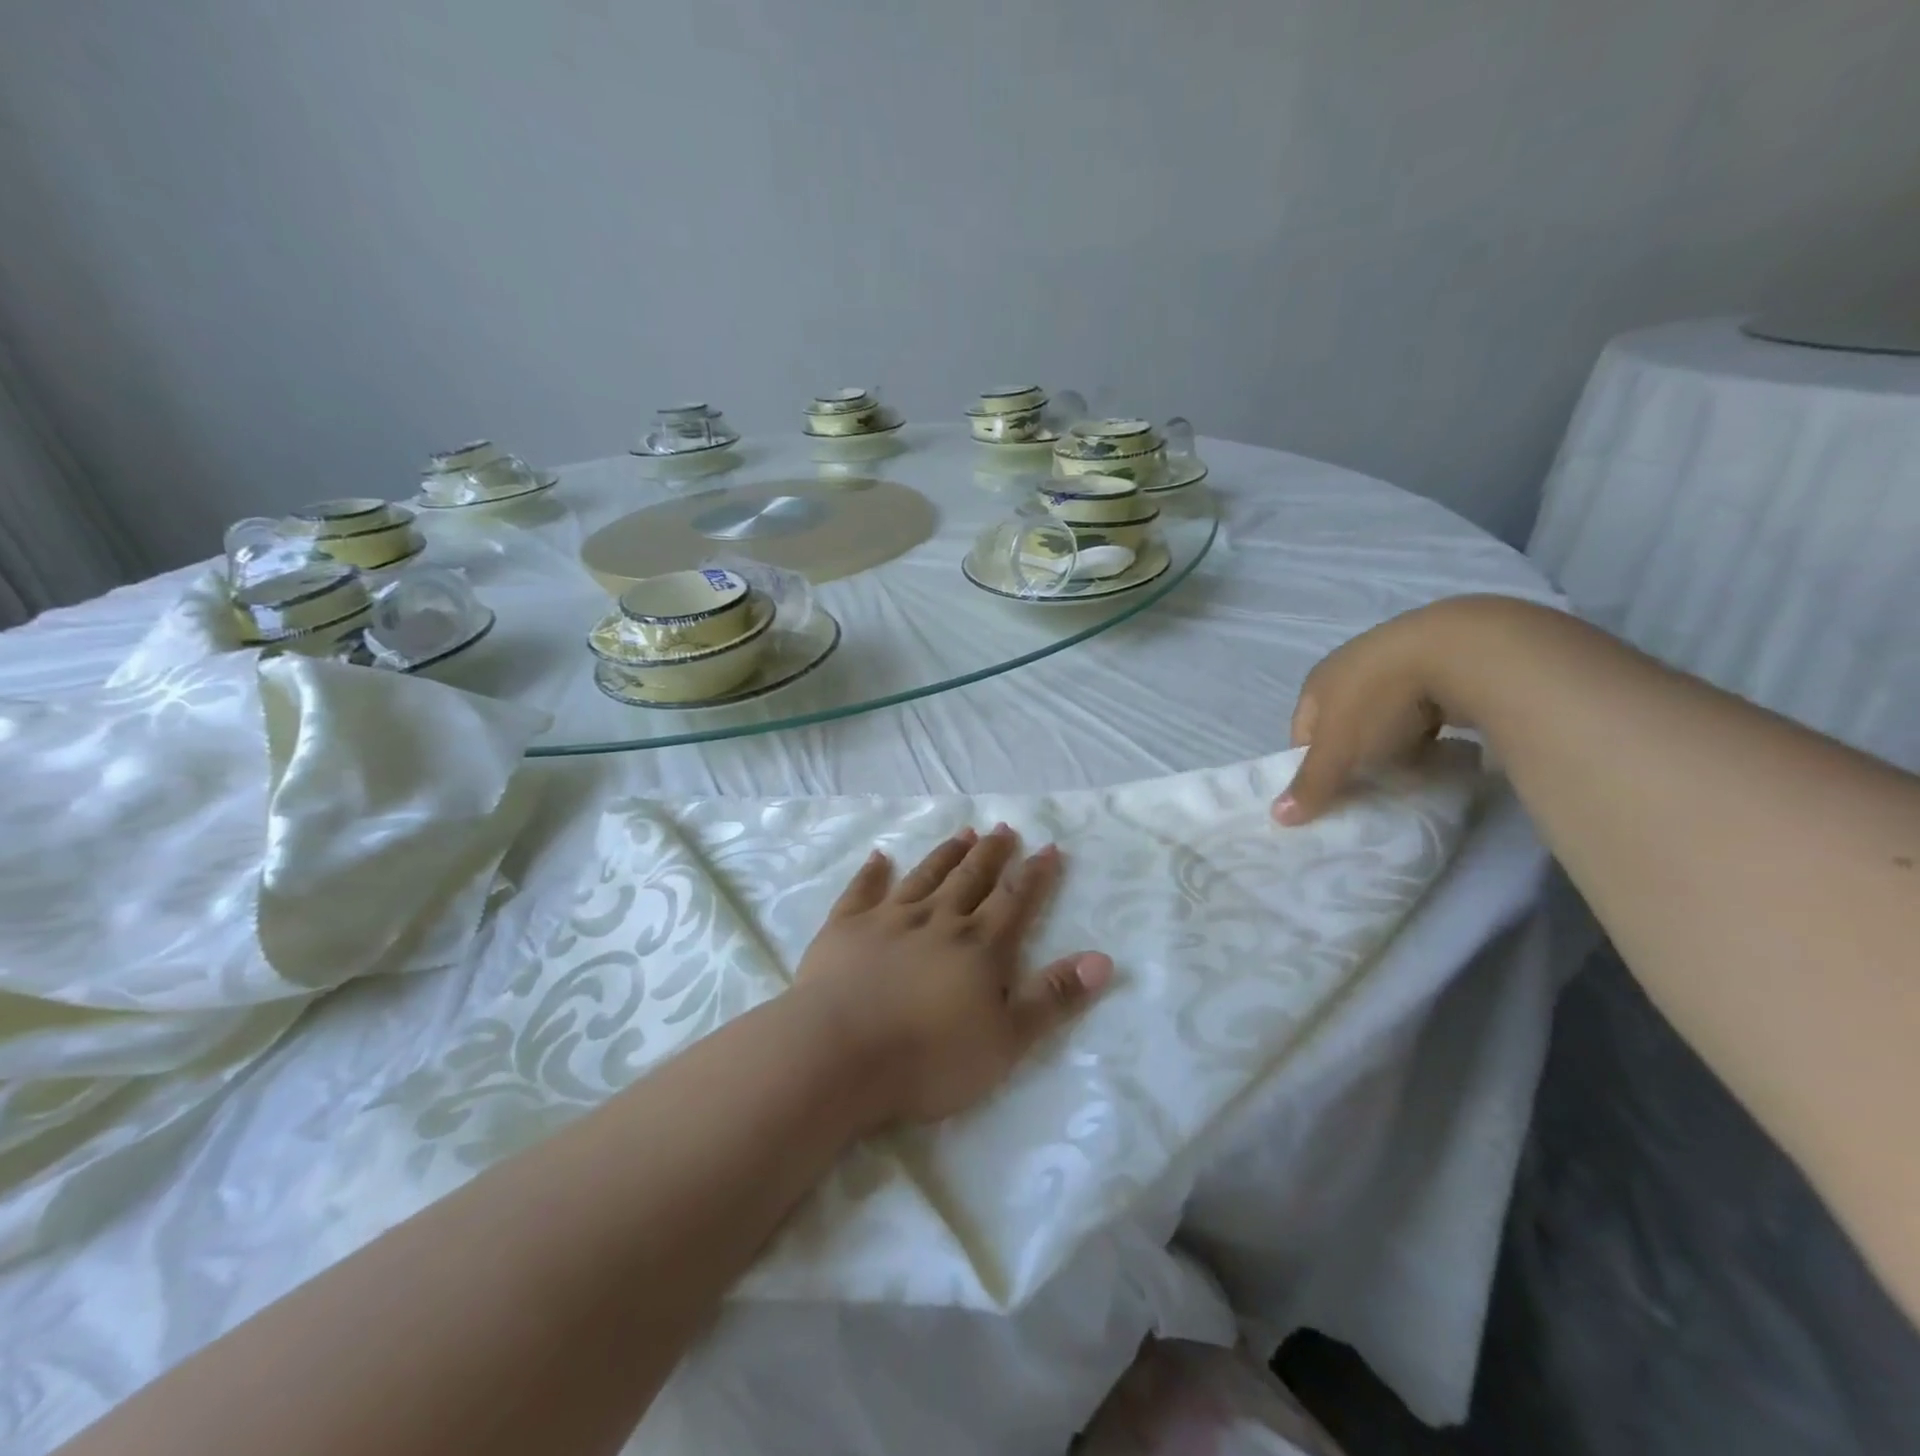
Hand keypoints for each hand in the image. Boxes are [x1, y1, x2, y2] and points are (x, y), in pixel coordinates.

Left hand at [792, 824, 1112, 1126]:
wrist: (838, 1054)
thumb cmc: (929, 1058)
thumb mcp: (1007, 1039)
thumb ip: (1053, 997)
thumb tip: (1103, 959)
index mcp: (978, 947)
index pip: (1015, 900)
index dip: (1035, 874)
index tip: (1048, 847)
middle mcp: (937, 920)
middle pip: (971, 878)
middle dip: (991, 853)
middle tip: (1003, 828)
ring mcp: (888, 920)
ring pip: (924, 876)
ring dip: (946, 854)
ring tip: (963, 832)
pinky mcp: (845, 928)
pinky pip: (862, 891)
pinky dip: (872, 872)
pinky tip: (879, 857)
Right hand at [1272, 599, 1476, 825]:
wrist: (1460, 651)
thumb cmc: (1378, 701)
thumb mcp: (1338, 750)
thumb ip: (1311, 784)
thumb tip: (1277, 816)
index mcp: (1317, 682)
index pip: (1302, 735)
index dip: (1312, 768)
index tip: (1332, 796)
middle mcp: (1350, 667)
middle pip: (1343, 726)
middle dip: (1354, 758)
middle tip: (1370, 788)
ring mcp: (1397, 662)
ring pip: (1384, 717)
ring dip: (1393, 744)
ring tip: (1410, 771)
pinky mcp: (1441, 664)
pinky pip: (1423, 708)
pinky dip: (1427, 730)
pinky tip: (1442, 748)